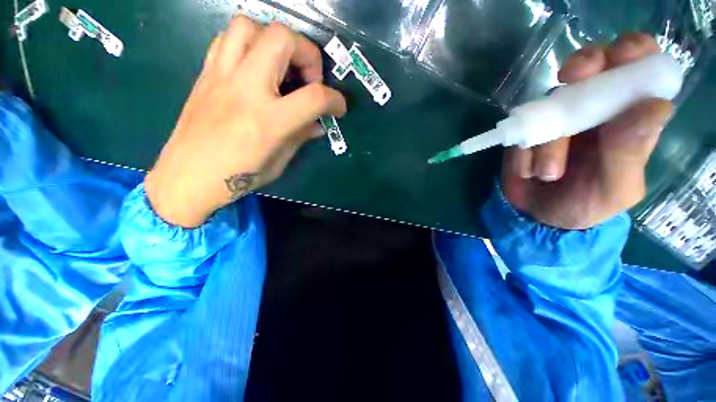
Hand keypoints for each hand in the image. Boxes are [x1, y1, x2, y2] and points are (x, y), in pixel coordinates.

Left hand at [144, 17, 346, 227]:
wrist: (188, 177)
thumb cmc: (238, 176)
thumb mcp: (279, 161)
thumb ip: (300, 136)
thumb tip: (318, 124)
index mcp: (268, 120)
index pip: (314, 97)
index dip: (335, 100)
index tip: (338, 108)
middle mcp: (245, 88)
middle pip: (282, 38)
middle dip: (307, 53)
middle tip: (308, 78)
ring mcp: (221, 75)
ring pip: (250, 25)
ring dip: (274, 40)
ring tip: (281, 66)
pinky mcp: (206, 74)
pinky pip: (227, 38)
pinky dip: (248, 45)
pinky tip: (255, 68)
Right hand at [502, 34, 673, 229]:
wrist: (537, 215)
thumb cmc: (586, 205)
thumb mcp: (615, 188)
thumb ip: (631, 152)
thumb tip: (655, 105)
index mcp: (629, 116)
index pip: (639, 65)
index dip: (631, 53)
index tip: (618, 61)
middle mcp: (595, 107)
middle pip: (593, 63)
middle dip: (583, 68)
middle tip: (570, 84)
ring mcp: (557, 116)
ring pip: (550, 101)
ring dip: (547, 140)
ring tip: (546, 174)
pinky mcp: (525, 129)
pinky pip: (521, 128)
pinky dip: (524, 151)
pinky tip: (528, 172)